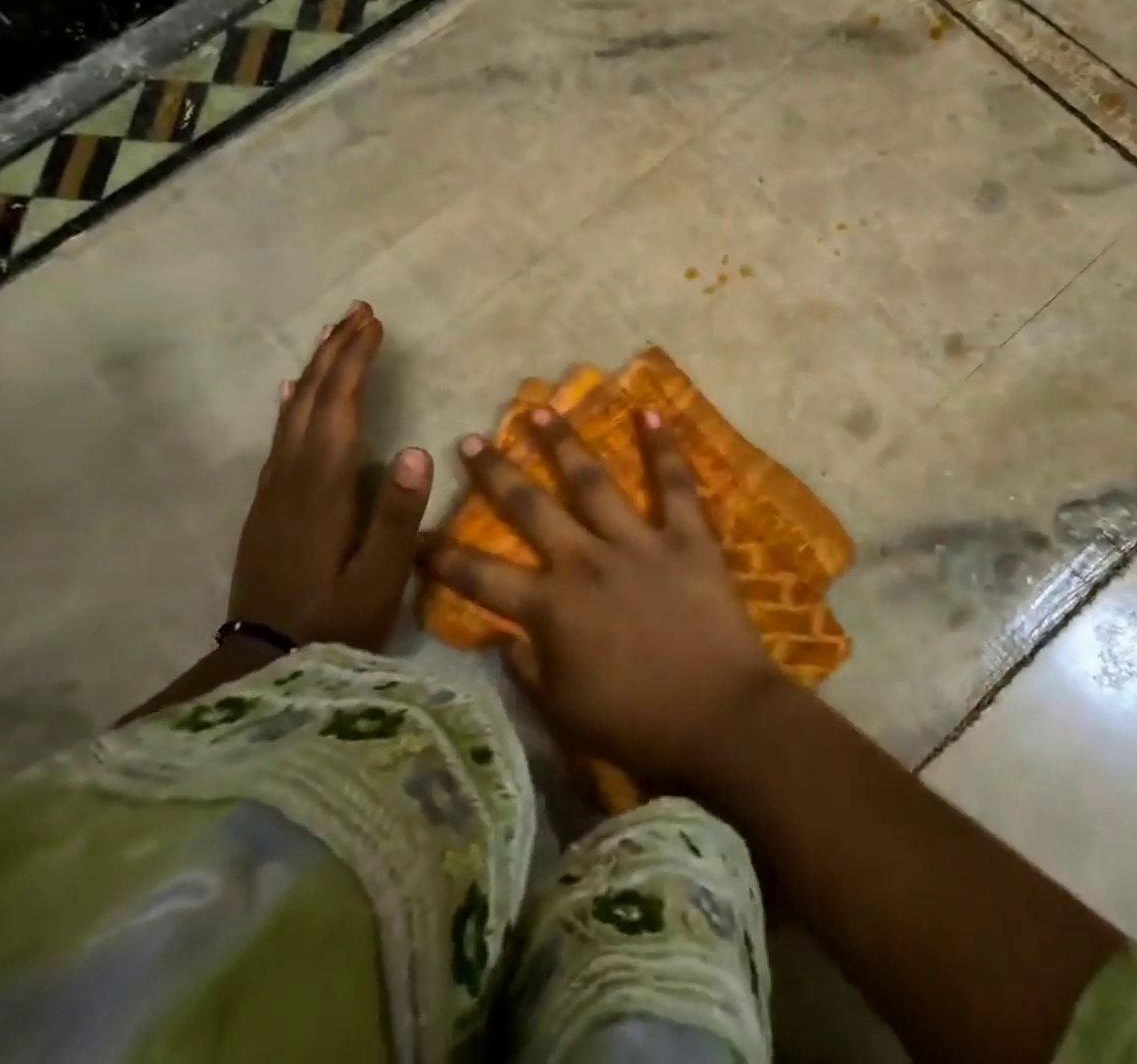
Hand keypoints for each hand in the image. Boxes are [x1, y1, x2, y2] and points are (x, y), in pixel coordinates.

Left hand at [229, 303, 431, 651]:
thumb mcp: (378, 580)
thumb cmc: (333, 624)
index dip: (357, 362)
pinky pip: (280, 437)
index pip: (340, 408)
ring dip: (316, 369)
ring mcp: (274, 490)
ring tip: (334, 336)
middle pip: (313, 400)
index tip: (375, 324)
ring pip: (294, 413)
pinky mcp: (268, 505)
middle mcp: (292, 476)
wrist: (260, 666)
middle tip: (358, 311)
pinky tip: (293, 392)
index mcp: (322, 488)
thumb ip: (398, 516)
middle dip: (337, 351)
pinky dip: (292, 404)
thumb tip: (420, 450)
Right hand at [420, 406, 786, 791]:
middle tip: (471, 440)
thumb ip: (527, 670)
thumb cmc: (638, 727)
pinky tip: (648, 410)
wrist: (720, 722)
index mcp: (550, 609)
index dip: (442, 556)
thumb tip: (501, 639)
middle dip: (495, 473)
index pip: (480, 577)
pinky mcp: (686, 537)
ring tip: (540, 409)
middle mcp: (585, 562)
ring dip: (563, 443)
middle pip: (530, 508)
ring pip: (591, 481)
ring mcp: (637, 543)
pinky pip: (674, 484)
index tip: (416, 533)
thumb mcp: (564, 713)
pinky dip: (662, 447)